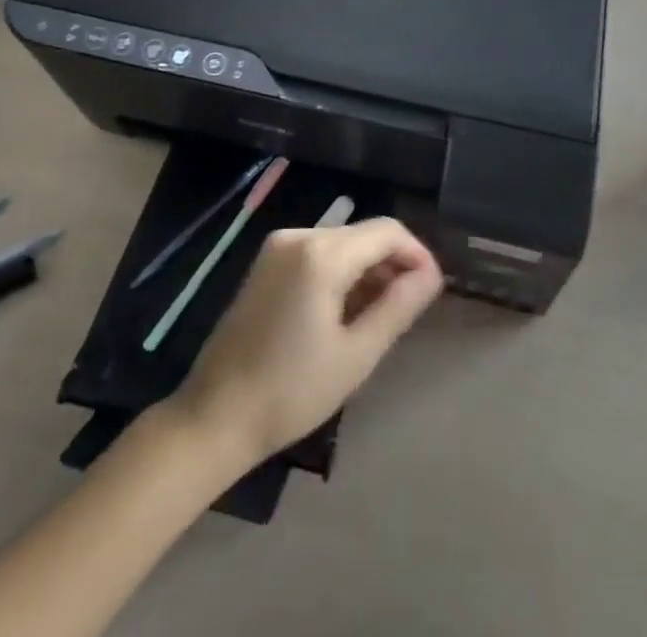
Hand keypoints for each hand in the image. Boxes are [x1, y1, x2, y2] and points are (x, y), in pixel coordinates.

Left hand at [169, 217, 442, 466]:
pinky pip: (317, 253)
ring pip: (342, 243)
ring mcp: (278, 247)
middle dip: (392, 264)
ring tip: (380, 317)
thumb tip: (431, 275)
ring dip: (367, 270)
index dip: (417, 254)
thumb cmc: (291, 391)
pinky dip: (340, 273)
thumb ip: (398, 307)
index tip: (432, 290)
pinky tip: (345, 312)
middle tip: (408, 310)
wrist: (215, 416)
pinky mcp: (266, 263)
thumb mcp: (356, 355)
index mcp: (322, 253)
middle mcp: (299, 235)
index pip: (387, 231)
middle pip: (363, 234)